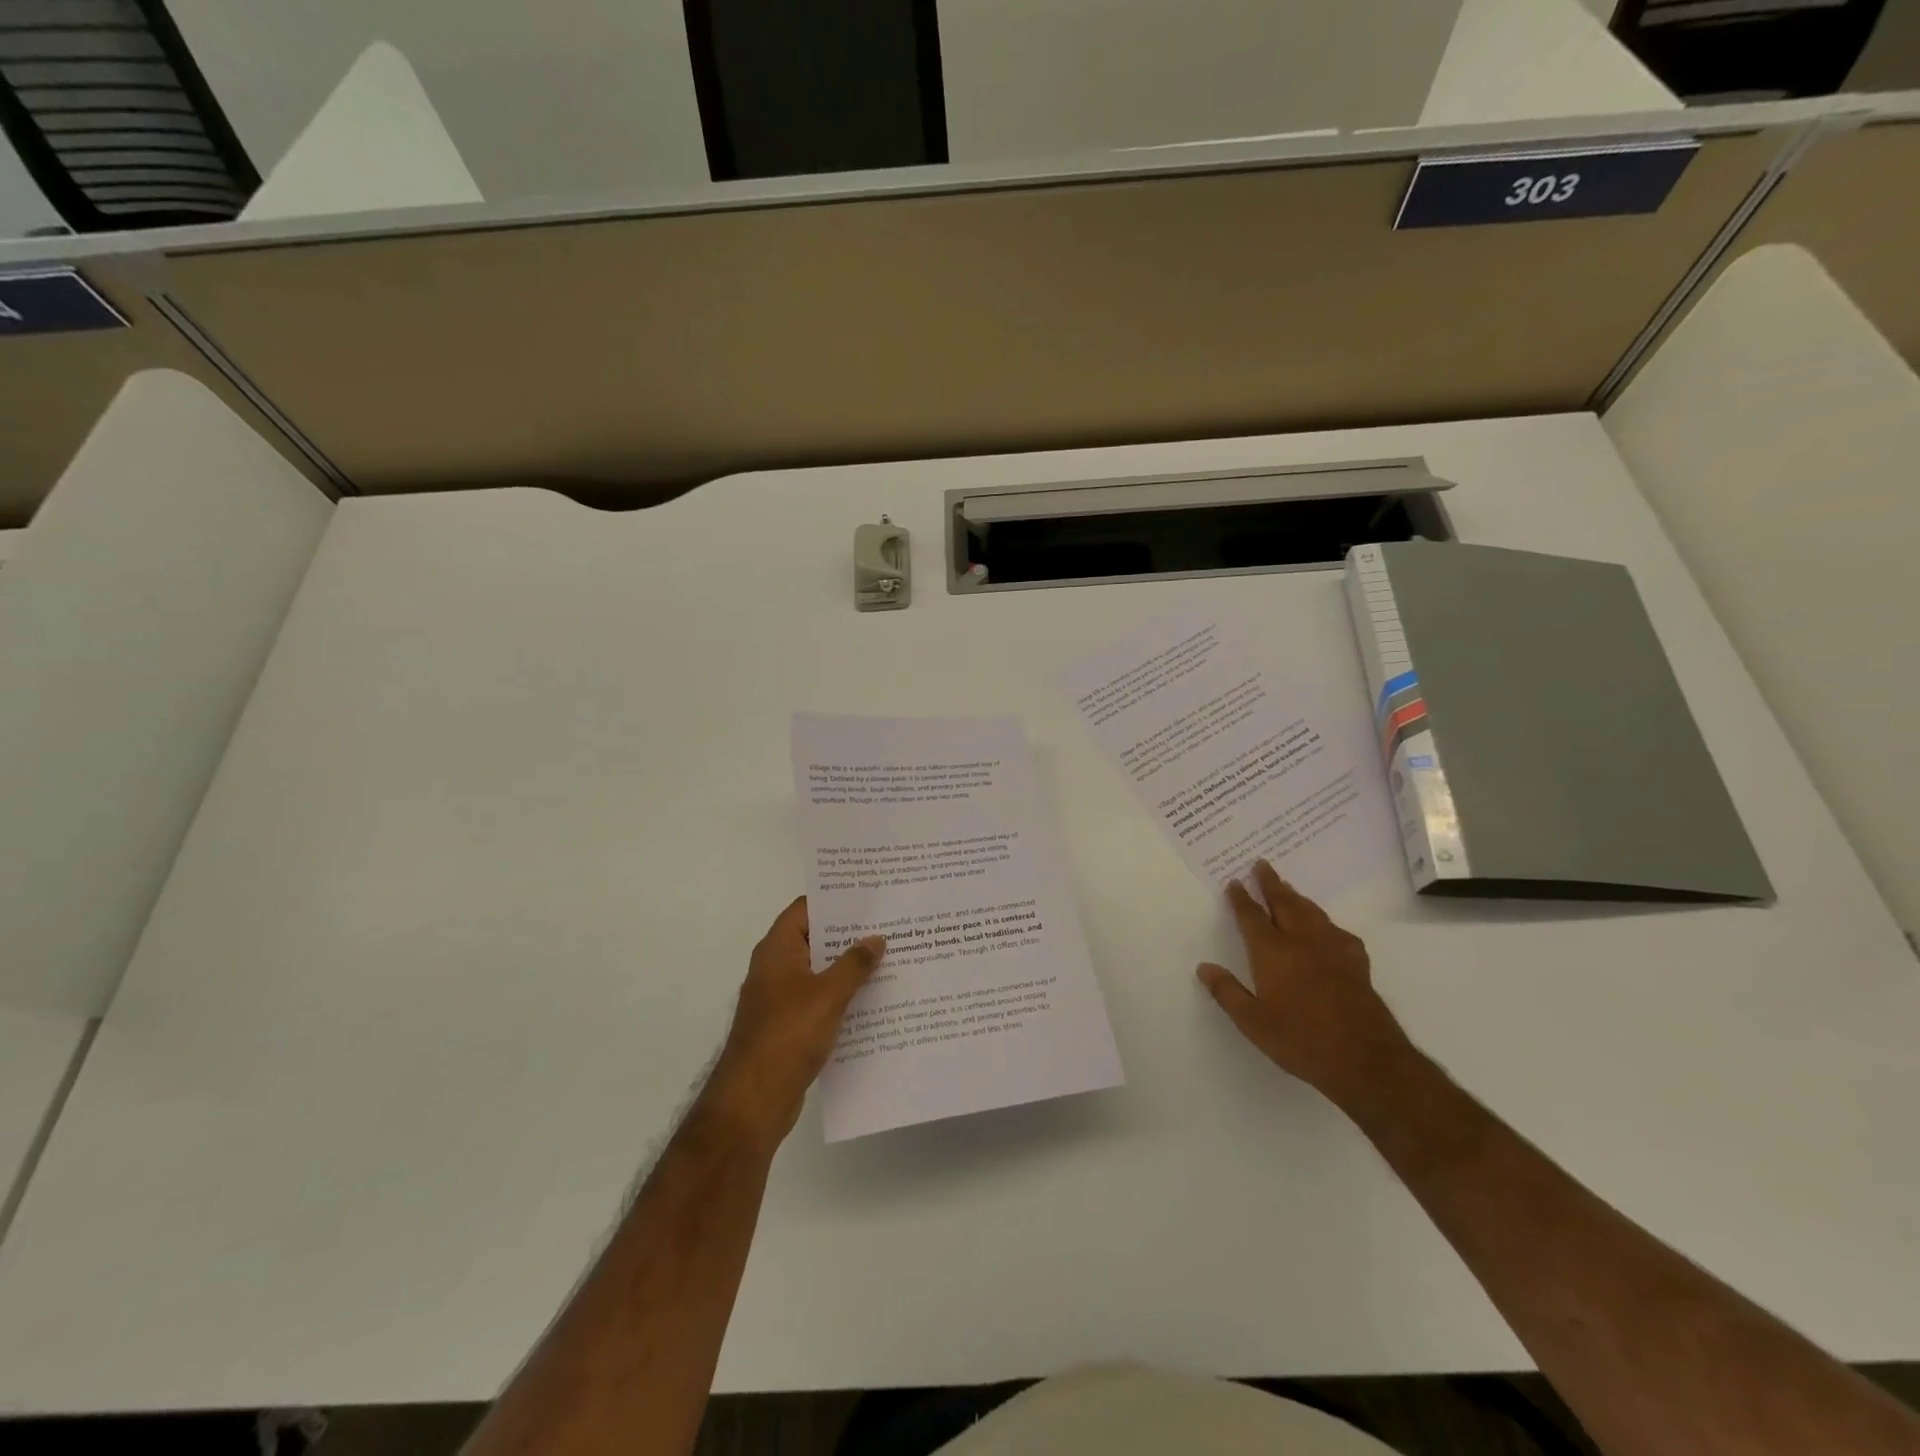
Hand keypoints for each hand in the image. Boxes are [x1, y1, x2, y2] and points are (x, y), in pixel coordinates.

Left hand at [704, 897, 884, 1148]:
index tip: (869, 897)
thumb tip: (876, 939)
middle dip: (849, 934)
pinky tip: (873, 1000)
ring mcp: (780, 998)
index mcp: (777, 950)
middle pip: (815, 939)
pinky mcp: (788, 1026)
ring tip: (890, 958)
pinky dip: (842, 996)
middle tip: (890, 925)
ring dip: (848, 967)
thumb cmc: (788, 1035)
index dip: (835, 900)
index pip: (805, 909)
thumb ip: (854, 964)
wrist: (753, 1100)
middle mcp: (775, 967)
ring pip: (819, 971)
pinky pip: (819, 1000)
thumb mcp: (828, 995)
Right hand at [1197, 860, 1411, 1103]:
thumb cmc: (1301, 1040)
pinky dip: (1324, 921)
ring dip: (1296, 896)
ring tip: (1288, 887)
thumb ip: (1227, 992)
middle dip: (1271, 883)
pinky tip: (1326, 928)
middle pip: (1284, 903)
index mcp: (1273, 952)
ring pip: (1311, 912)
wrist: (1366, 1060)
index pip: (1252, 916)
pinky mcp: (1357, 963)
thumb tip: (1204, 968)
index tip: (1234, 882)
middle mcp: (1302, 942)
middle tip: (1262, 864)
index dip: (1242, 898)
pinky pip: (1336, 930)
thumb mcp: (1253, 1023)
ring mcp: (1333, 950)